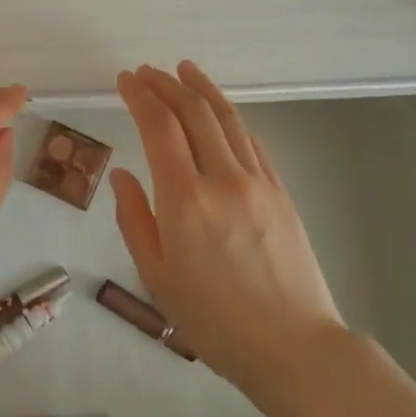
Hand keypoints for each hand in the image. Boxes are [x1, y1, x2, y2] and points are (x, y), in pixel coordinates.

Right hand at [110, 62, 344, 393]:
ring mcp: (258, 182)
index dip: (140, 96)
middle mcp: (222, 178)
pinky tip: (221, 113)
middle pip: (193, 113)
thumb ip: (135, 219)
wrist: (293, 346)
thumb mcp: (156, 277)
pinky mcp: (281, 192)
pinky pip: (253, 142)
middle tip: (147, 71)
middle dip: (166, 85)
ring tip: (184, 70)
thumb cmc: (214, 320)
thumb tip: (123, 175)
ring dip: (202, 89)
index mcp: (185, 200)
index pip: (159, 127)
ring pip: (228, 119)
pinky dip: (231, 119)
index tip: (125, 79)